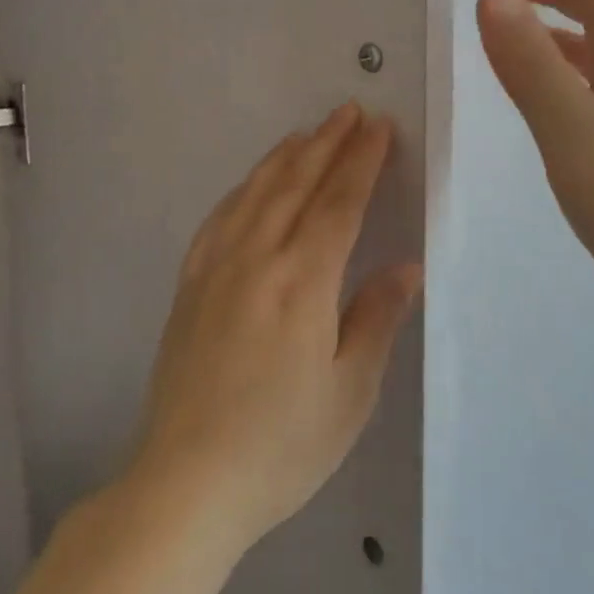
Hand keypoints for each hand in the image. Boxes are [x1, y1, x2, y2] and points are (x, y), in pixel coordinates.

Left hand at [127, 104, 422, 553]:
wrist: (187, 481)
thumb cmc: (281, 445)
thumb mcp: (348, 392)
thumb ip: (376, 318)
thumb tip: (407, 266)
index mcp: (302, 281)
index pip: (339, 202)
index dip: (361, 161)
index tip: (379, 128)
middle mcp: (257, 258)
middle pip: (297, 183)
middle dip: (327, 143)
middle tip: (349, 111)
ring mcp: (216, 266)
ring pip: (256, 191)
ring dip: (286, 156)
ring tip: (308, 133)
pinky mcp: (190, 283)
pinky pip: (219, 217)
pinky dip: (243, 189)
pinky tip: (252, 183)